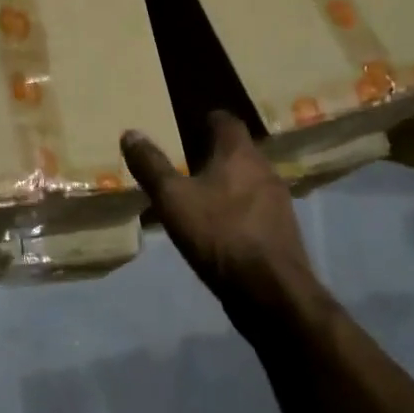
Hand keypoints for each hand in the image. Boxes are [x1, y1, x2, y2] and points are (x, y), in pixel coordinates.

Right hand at [121, 112, 314, 306]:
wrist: (271, 293)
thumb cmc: (219, 234)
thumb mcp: (173, 199)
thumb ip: (151, 166)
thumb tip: (130, 133)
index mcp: (239, 154)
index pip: (228, 121)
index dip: (208, 119)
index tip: (189, 123)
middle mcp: (265, 170)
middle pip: (239, 151)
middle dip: (215, 153)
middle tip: (186, 159)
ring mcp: (279, 203)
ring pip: (249, 181)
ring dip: (227, 184)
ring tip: (198, 195)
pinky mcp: (282, 233)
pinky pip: (255, 209)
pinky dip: (237, 210)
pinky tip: (218, 227)